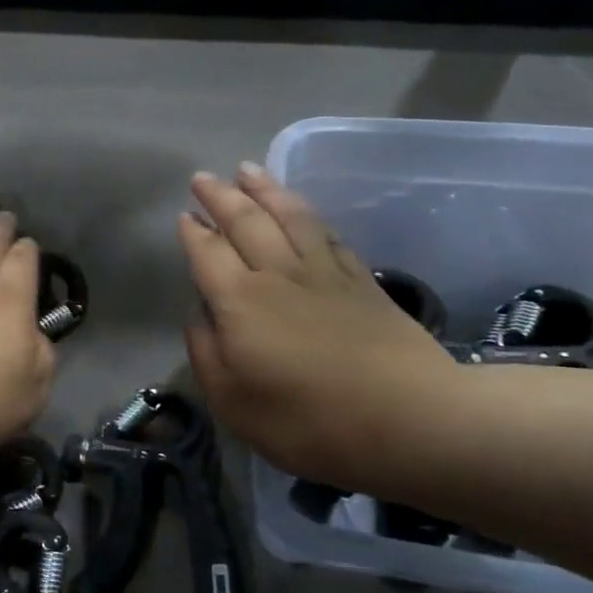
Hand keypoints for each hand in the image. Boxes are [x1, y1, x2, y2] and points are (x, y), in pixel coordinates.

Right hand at [178, 164, 460, 488]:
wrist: (409, 421)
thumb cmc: (308, 422)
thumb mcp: (232, 402)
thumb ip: (206, 352)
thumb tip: (200, 313)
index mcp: (241, 302)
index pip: (208, 253)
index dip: (193, 233)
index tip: (183, 215)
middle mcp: (278, 274)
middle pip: (245, 222)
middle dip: (221, 197)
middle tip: (203, 177)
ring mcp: (324, 273)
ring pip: (289, 216)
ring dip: (265, 190)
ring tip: (247, 170)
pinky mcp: (361, 282)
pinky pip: (328, 234)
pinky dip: (308, 215)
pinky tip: (301, 210)